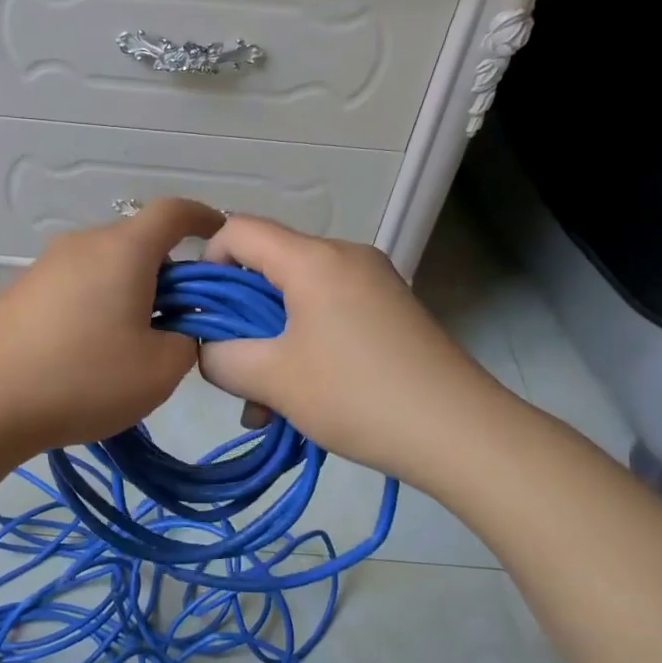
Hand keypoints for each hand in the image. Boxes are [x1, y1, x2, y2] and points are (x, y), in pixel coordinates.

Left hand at [0, 198, 228, 457]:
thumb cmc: (81, 377)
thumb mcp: (158, 371)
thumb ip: (187, 342)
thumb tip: (177, 329)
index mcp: (124, 250)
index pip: (173, 212)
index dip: (203, 218)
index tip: (220, 235)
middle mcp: (84, 244)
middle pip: (139, 242)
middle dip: (169, 272)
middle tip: (182, 320)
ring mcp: (47, 266)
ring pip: (107, 266)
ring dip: (132, 292)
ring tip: (134, 343)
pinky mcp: (23, 291)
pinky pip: (77, 285)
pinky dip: (99, 304)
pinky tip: (90, 351)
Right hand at [197, 216, 504, 486]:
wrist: (461, 432)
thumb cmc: (357, 395)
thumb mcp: (273, 380)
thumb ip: (221, 358)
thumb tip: (210, 351)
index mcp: (313, 258)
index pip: (238, 229)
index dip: (206, 262)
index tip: (200, 312)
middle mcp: (344, 256)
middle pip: (268, 266)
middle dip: (238, 317)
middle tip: (230, 368)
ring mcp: (372, 282)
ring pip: (297, 298)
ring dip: (270, 342)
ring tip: (265, 405)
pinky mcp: (390, 311)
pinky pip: (328, 314)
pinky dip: (303, 346)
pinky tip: (299, 398)